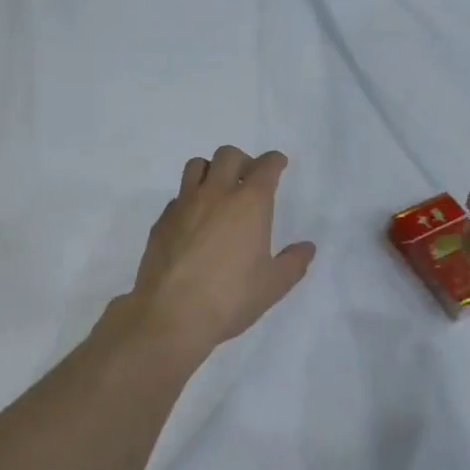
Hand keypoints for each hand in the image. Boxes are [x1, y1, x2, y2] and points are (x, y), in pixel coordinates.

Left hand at [122, 146, 316, 367]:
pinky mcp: (162, 220)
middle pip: (228, 156)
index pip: (265, 167)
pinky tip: (194, 221)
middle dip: (243, 161)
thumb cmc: (230, 298)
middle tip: (249, 179)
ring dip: (211, 170)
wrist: (171, 313)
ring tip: (218, 191)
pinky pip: (178, 196)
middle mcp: (216, 194)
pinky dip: (190, 199)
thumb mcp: (272, 285)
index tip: (278, 163)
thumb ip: (293, 263)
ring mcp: (184, 204)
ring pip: (197, 166)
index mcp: (249, 204)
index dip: (274, 161)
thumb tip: (307, 247)